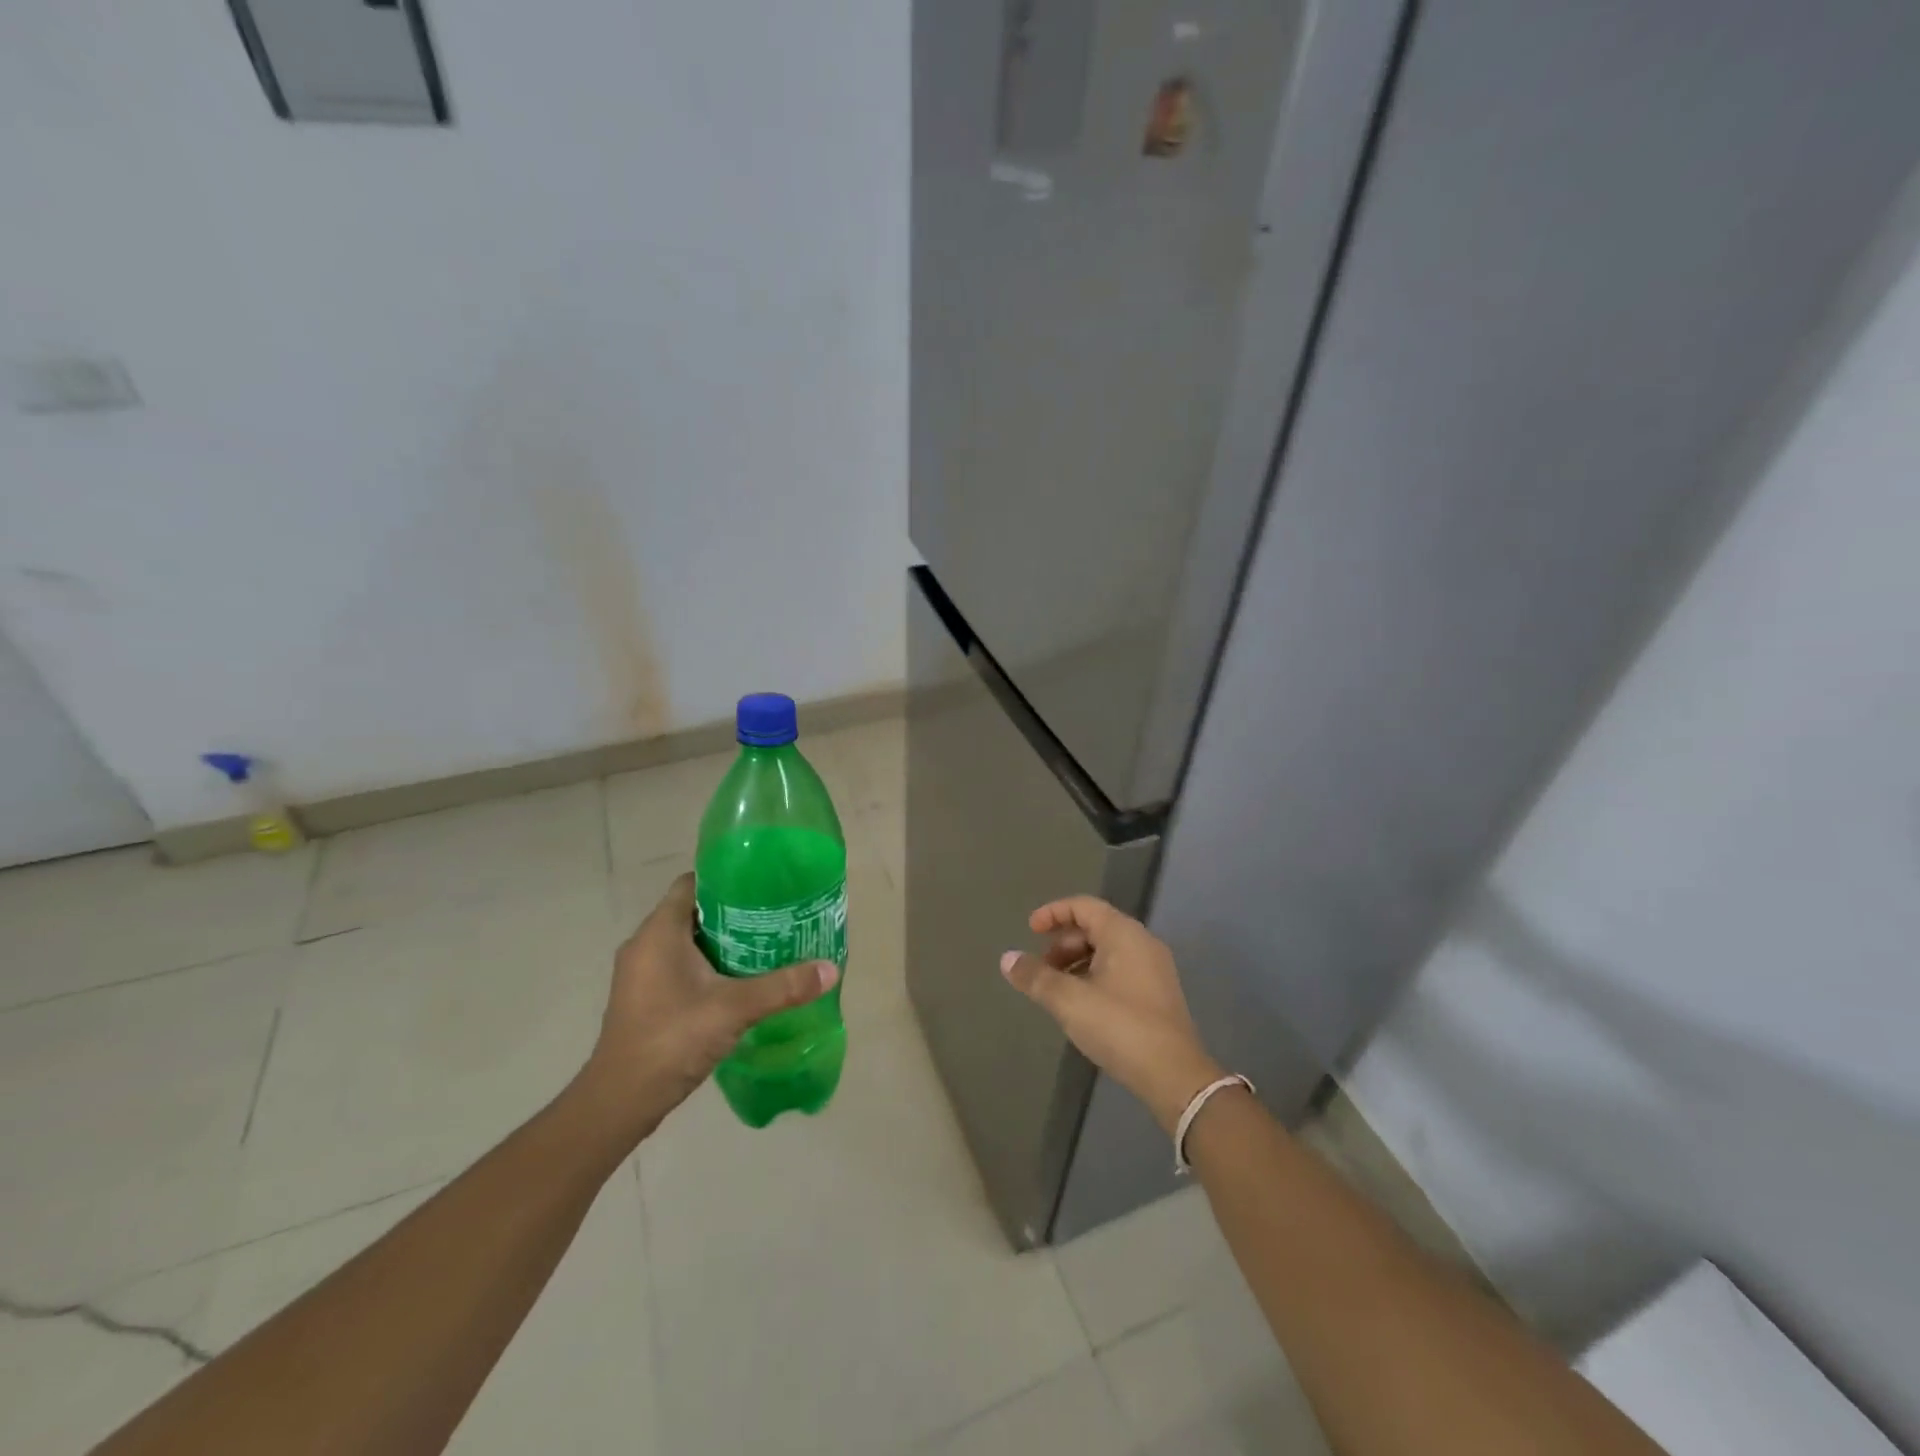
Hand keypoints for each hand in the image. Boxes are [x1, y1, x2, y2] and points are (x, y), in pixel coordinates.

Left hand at [575, 873, 837, 1145]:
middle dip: (732, 912)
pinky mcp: (642, 998)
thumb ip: (783, 986)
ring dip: (721, 941)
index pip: (692, 883)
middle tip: (774, 916)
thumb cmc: (672, 1039)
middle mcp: (644, 944)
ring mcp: (640, 974)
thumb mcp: (734, 1008)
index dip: (726, 878)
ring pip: (686, 941)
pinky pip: (678, 966)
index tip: (762, 884)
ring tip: (764, 945)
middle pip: (692, 911)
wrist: (620, 1101)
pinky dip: (707, 966)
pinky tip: (738, 982)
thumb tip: (831, 969)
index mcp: (659, 932)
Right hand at [1001, 896, 1223, 1133]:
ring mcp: (1154, 968)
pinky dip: (1094, 975)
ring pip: (1107, 950)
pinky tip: (1081, 1004)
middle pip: (1095, 926)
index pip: (1083, 905)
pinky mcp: (1158, 993)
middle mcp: (1142, 942)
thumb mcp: (1069, 1000)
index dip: (1053, 913)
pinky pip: (1119, 969)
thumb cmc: (1119, 1026)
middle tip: (1041, 967)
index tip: (1030, 930)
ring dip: (1077, 962)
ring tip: (1056, 989)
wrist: (1174, 1075)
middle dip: (1063, 942)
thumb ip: (1036, 977)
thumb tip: (1007, 959)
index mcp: (1123, 933)